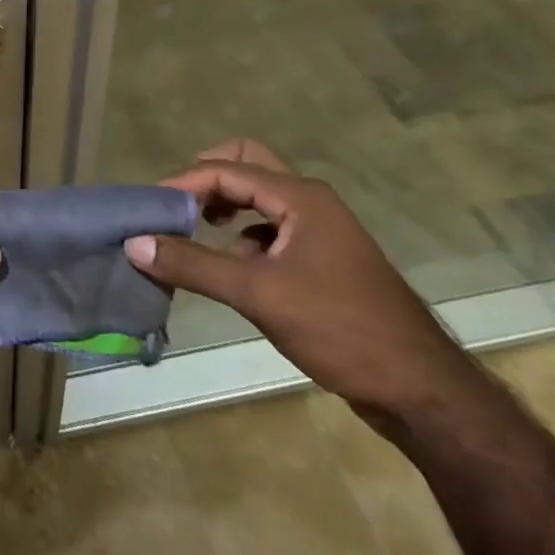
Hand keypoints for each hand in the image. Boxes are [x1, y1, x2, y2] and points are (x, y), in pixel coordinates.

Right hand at [124, 138, 479, 417]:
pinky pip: (272, 226)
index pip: (227, 170)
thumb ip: (194, 264)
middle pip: (247, 164)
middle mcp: (310, 201)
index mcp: (299, 196)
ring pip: (260, 196)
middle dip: (207, 178)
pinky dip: (244, 234)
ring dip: (225, 205)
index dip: (183, 183)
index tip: (149, 206)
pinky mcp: (323, 258)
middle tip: (176, 205)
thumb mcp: (258, 293)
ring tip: (196, 231)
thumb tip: (135, 243)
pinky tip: (234, 266)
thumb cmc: (339, 329)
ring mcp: (320, 229)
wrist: (420, 390)